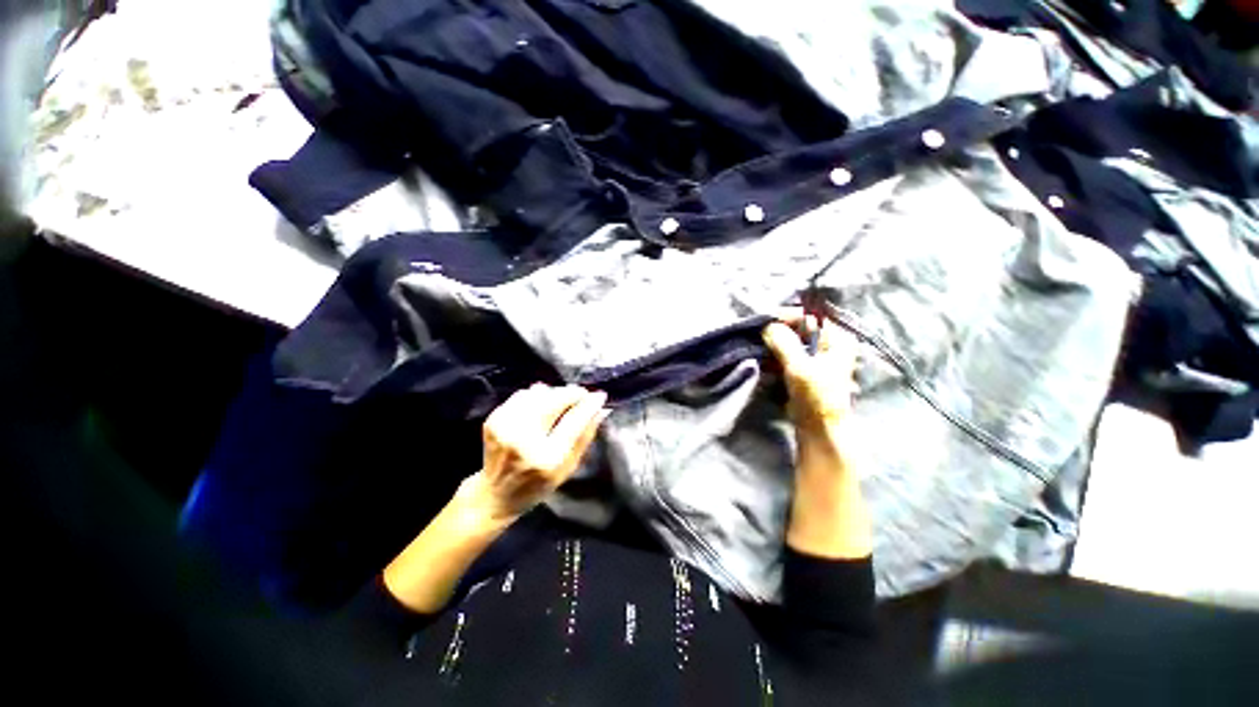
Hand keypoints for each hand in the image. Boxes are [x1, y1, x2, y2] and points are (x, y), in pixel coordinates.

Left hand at [465, 383, 609, 523]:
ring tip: (559, 403)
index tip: (599, 396)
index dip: (589, 405)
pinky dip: (536, 396)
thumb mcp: (569, 467)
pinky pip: (523, 394)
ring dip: (554, 394)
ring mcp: (505, 427)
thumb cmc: (538, 484)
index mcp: (547, 458)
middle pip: (554, 399)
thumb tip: (600, 409)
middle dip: (572, 393)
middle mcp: (524, 440)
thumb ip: (585, 436)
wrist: (495, 494)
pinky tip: (539, 408)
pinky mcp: (494, 419)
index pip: (574, 421)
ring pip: (539, 392)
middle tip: (581, 396)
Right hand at [763, 310, 859, 471]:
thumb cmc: (816, 396)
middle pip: (799, 327)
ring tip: (756, 344)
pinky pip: (788, 353)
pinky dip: (775, 353)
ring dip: (773, 342)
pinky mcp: (805, 368)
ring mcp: (817, 356)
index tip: (764, 320)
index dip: (786, 316)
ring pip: (791, 340)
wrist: (819, 428)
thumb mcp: (799, 366)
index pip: (809, 316)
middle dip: (777, 329)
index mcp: (837, 338)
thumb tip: (767, 325)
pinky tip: (763, 356)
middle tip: (756, 332)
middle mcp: (829, 343)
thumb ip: (783, 342)